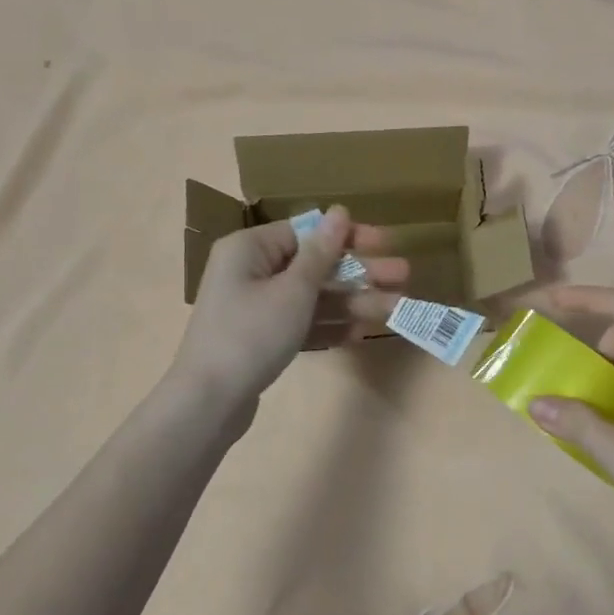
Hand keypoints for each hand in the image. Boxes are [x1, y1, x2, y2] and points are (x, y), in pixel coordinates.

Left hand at [170, 207, 408, 411]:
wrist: (209, 402)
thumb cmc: (251, 334)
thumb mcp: (293, 290)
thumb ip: (321, 253)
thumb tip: (339, 212)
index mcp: (250, 249)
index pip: (306, 232)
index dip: (349, 237)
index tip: (386, 243)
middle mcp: (250, 272)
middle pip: (315, 266)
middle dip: (361, 273)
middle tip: (404, 277)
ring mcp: (255, 308)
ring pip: (312, 298)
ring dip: (353, 302)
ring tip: (396, 309)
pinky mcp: (261, 339)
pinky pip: (301, 324)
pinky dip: (328, 327)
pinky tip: (362, 333)